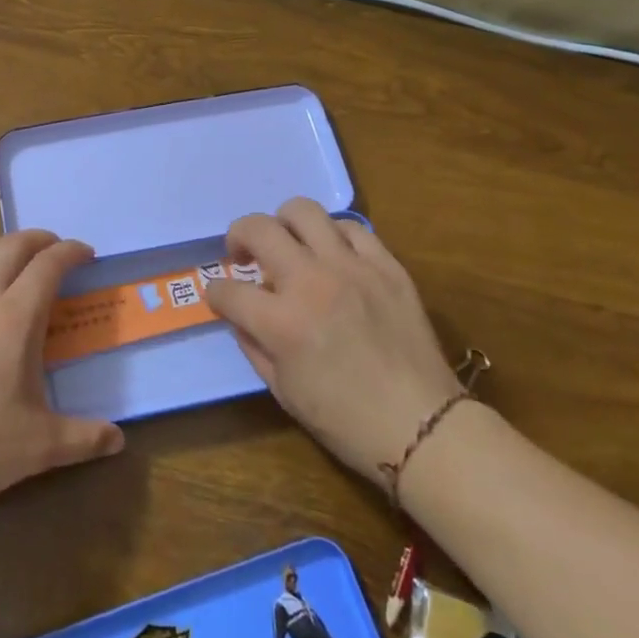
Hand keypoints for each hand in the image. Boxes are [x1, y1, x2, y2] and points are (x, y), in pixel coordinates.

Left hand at [0, 230, 123, 517]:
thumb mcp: (40, 447)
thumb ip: (84, 438)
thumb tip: (118, 440)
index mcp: (14, 319)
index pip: (47, 266)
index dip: (70, 252)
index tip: (86, 255)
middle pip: (10, 246)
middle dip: (38, 239)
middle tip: (55, 249)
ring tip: (8, 264)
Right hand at [204, 198, 460, 487]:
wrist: (423, 426)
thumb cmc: (345, 420)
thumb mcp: (282, 391)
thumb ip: (254, 346)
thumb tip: (243, 317)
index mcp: (281, 323)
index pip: (228, 290)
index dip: (215, 293)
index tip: (220, 298)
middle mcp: (311, 282)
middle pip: (258, 229)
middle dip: (238, 237)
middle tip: (243, 255)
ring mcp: (352, 268)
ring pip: (304, 211)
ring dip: (284, 224)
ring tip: (288, 245)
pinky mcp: (387, 266)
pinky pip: (352, 228)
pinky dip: (332, 236)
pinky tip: (332, 255)